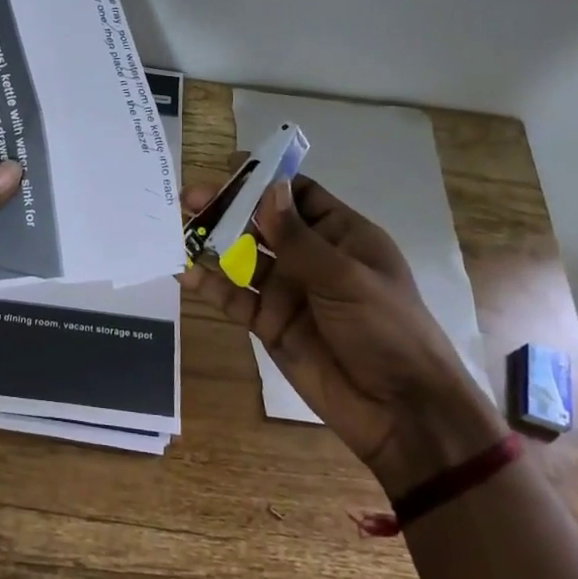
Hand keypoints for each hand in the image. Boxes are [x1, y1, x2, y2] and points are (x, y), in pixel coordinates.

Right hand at [179, 171, 504, 496]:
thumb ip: (299, 238)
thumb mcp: (346, 277)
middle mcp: (311, 257)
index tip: (228, 167)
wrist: (400, 411)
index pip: (298, 195)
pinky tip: (185, 274)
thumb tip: (266, 190)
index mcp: (341, 236)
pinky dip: (210, 285)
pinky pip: (234, 298)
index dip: (265, 180)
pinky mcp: (269, 323)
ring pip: (242, 258)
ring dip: (211, 244)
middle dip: (227, 209)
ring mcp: (288, 291)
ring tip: (177, 230)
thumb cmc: (386, 330)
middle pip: (261, 224)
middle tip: (188, 199)